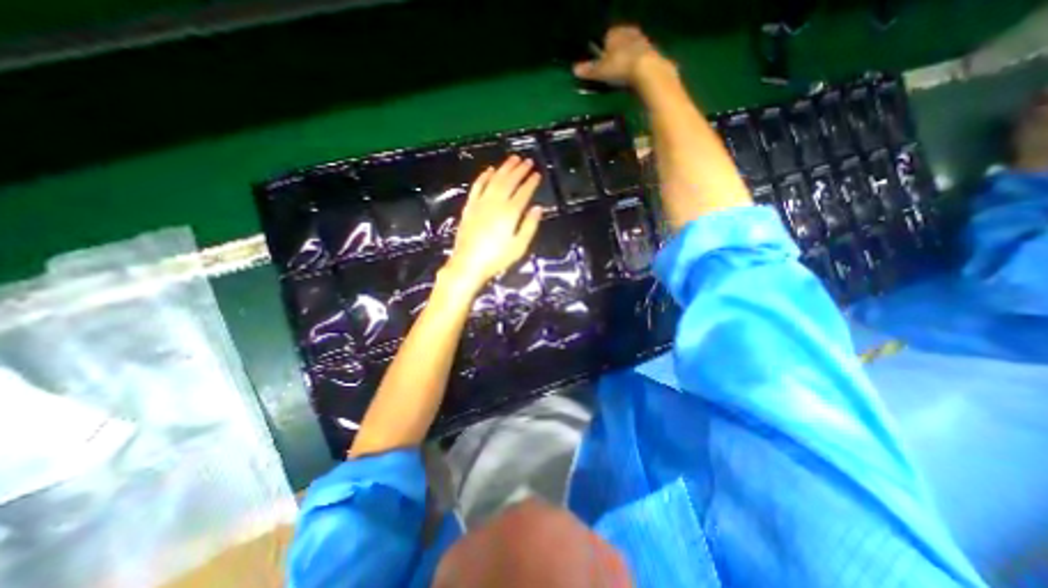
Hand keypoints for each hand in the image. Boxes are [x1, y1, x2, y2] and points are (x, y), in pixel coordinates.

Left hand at [444, 156, 544, 292]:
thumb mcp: (519, 246)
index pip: (523, 192)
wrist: (468, 264)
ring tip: (512, 159)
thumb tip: (538, 208)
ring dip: (504, 168)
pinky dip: (483, 176)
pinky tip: (489, 170)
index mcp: (510, 213)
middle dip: (519, 170)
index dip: (531, 182)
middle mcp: (495, 203)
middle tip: (527, 161)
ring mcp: (480, 203)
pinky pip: (477, 187)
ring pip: (494, 180)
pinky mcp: (470, 207)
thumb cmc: (496, 259)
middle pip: (509, 182)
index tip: (537, 173)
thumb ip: (529, 226)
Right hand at [572, 24, 670, 86]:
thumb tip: (574, 69)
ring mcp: (642, 40)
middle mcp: (629, 31)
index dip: (603, 49)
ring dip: (626, 58)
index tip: (601, 61)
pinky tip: (633, 75)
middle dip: (616, 52)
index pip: (607, 36)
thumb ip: (589, 70)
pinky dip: (636, 64)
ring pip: (630, 48)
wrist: (646, 70)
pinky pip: (640, 57)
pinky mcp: (652, 51)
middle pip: (620, 42)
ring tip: (622, 73)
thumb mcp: (601, 71)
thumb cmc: (619, 66)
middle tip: (611, 68)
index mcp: (615, 32)